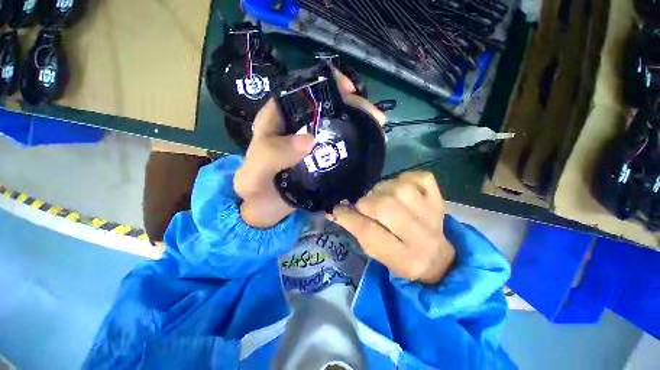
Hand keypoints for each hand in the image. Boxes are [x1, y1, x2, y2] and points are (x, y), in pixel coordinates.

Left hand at [234, 71, 385, 227]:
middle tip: (375, 117)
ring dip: (358, 122)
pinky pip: (339, 143)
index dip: (326, 83)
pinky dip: (354, 142)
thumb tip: (310, 139)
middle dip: (352, 105)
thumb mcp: (256, 173)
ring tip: (378, 129)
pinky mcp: (319, 156)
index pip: (302, 90)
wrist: (263, 210)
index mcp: (277, 119)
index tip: (349, 91)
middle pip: (326, 106)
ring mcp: (310, 141)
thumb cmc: (256, 190)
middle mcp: (295, 125)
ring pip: (336, 123)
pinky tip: (368, 145)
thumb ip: (273, 155)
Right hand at [329, 171, 455, 283]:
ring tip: (380, 196)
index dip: (348, 218)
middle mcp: (421, 237)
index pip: (369, 233)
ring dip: (382, 189)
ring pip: (401, 189)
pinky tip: (399, 188)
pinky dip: (405, 179)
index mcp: (403, 258)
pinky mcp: (439, 199)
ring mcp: (433, 215)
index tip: (336, 209)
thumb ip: (357, 231)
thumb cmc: (401, 258)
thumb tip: (334, 211)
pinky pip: (421, 178)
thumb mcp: (377, 254)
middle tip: (364, 206)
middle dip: (366, 203)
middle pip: (386, 207)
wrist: (437, 258)